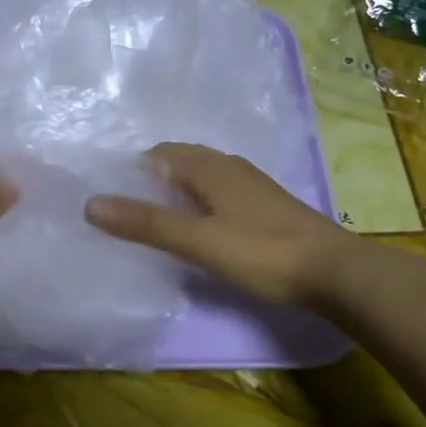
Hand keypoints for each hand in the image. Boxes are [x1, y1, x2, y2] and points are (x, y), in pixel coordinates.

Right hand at [84, 143, 353, 306]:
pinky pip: (218, 195)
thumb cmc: (262, 252)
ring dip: (174, 193)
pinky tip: (196, 231)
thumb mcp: (198, 241)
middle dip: (150, 181)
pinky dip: (197, 205)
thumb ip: (147, 223)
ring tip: (152, 222)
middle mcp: (230, 167)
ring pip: (200, 179)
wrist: (334, 272)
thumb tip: (91, 204)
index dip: (131, 170)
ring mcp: (250, 186)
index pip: (159, 154)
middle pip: (179, 163)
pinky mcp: (264, 207)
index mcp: (210, 167)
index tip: (109, 196)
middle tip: (124, 212)